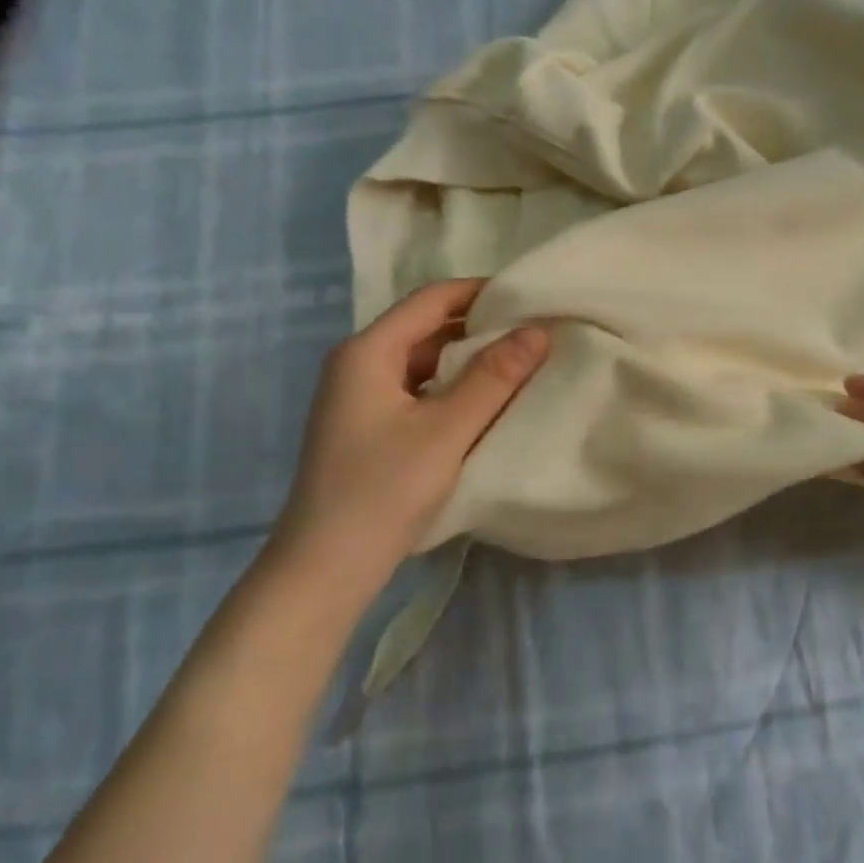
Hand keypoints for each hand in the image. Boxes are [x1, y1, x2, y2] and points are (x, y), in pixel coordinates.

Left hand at [271, 279, 548, 580]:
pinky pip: (420, 390)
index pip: (432, 298)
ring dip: (470, 360)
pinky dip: (454, 388)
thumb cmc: (383, 491)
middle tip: (536, 332)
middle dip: (481, 326)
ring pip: (426, 361)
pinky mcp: (370, 427)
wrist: (324, 570)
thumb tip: (539, 330)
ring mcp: (362, 397)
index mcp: (368, 351)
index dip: (483, 292)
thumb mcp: (446, 430)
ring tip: (522, 364)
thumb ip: (494, 377)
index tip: (531, 297)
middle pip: (428, 327)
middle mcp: (359, 364)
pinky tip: (488, 403)